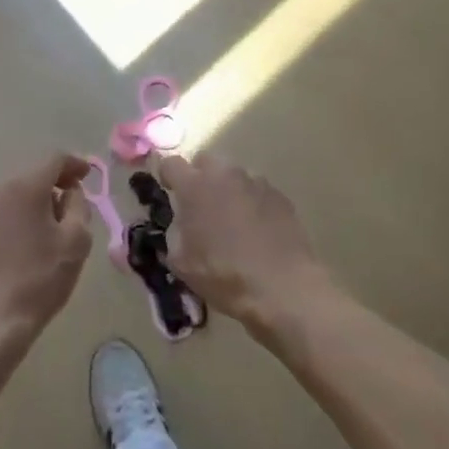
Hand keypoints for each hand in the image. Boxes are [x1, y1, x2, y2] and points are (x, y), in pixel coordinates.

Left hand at [0, 153, 93, 341]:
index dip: (75, 164)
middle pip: (32, 174)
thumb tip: (70, 191)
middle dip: (54, 184)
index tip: (87, 176)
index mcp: (24, 186)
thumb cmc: (41, 278)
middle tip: (71, 205)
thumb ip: (78, 204)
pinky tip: (23, 238)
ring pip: (13, 191)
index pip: (54, 160)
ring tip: (47, 226)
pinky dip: (14, 213)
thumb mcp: (76, 240)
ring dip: (33, 200)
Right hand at [157, 154, 335, 335]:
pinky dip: (252, 202)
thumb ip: (174, 234)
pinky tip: (256, 229)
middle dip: (199, 177)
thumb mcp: (182, 263)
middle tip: (201, 205)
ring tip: (232, 219)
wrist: (282, 287)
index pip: (171, 164)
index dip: (167, 176)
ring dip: (227, 189)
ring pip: (233, 175)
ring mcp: (256, 182)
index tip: (169, 191)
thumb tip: (180, 224)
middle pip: (205, 161)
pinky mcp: (280, 195)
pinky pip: (257, 190)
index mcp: (195, 186)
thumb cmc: (224, 275)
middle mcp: (225, 174)